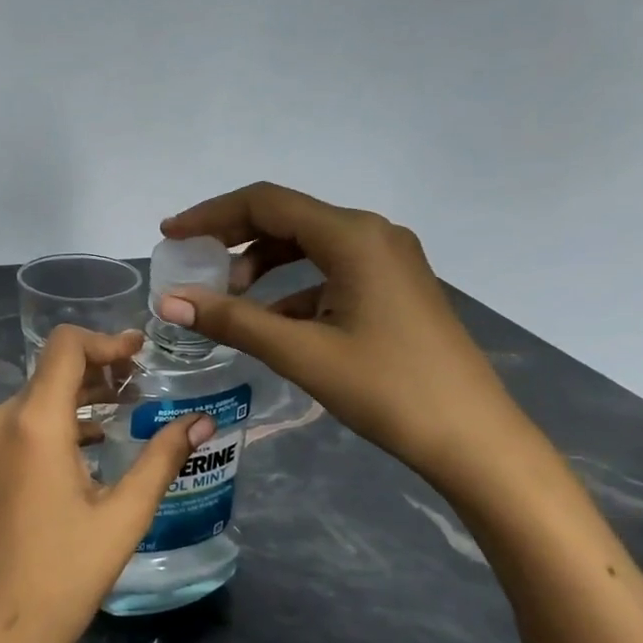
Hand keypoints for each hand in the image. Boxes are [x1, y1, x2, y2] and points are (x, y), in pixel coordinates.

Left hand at [0, 325, 213, 642]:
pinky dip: (62, 418)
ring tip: (128, 405)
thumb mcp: (123, 517)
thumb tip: (202, 421)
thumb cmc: (64, 577)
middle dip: (100, 366)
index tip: (141, 352)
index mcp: (35, 423)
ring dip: (82, 392)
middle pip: (53, 368)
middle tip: (144, 380)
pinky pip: (27, 421)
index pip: (66, 347)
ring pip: (40, 394)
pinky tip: (96, 439)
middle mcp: (5, 420)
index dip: (106, 341)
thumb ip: (161, 460)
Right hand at [159, 182, 530, 492]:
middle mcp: (372, 234)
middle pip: (286, 217)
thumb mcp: (301, 353)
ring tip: (228, 297)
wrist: (473, 439)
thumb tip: (169, 301)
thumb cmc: (387, 389)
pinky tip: (270, 321)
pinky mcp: (393, 286)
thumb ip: (232, 320)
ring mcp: (388, 259)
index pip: (266, 203)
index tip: (171, 235)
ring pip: (307, 244)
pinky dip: (291, 286)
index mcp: (353, 236)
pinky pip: (329, 270)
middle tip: (191, 261)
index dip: (211, 215)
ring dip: (261, 263)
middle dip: (233, 237)